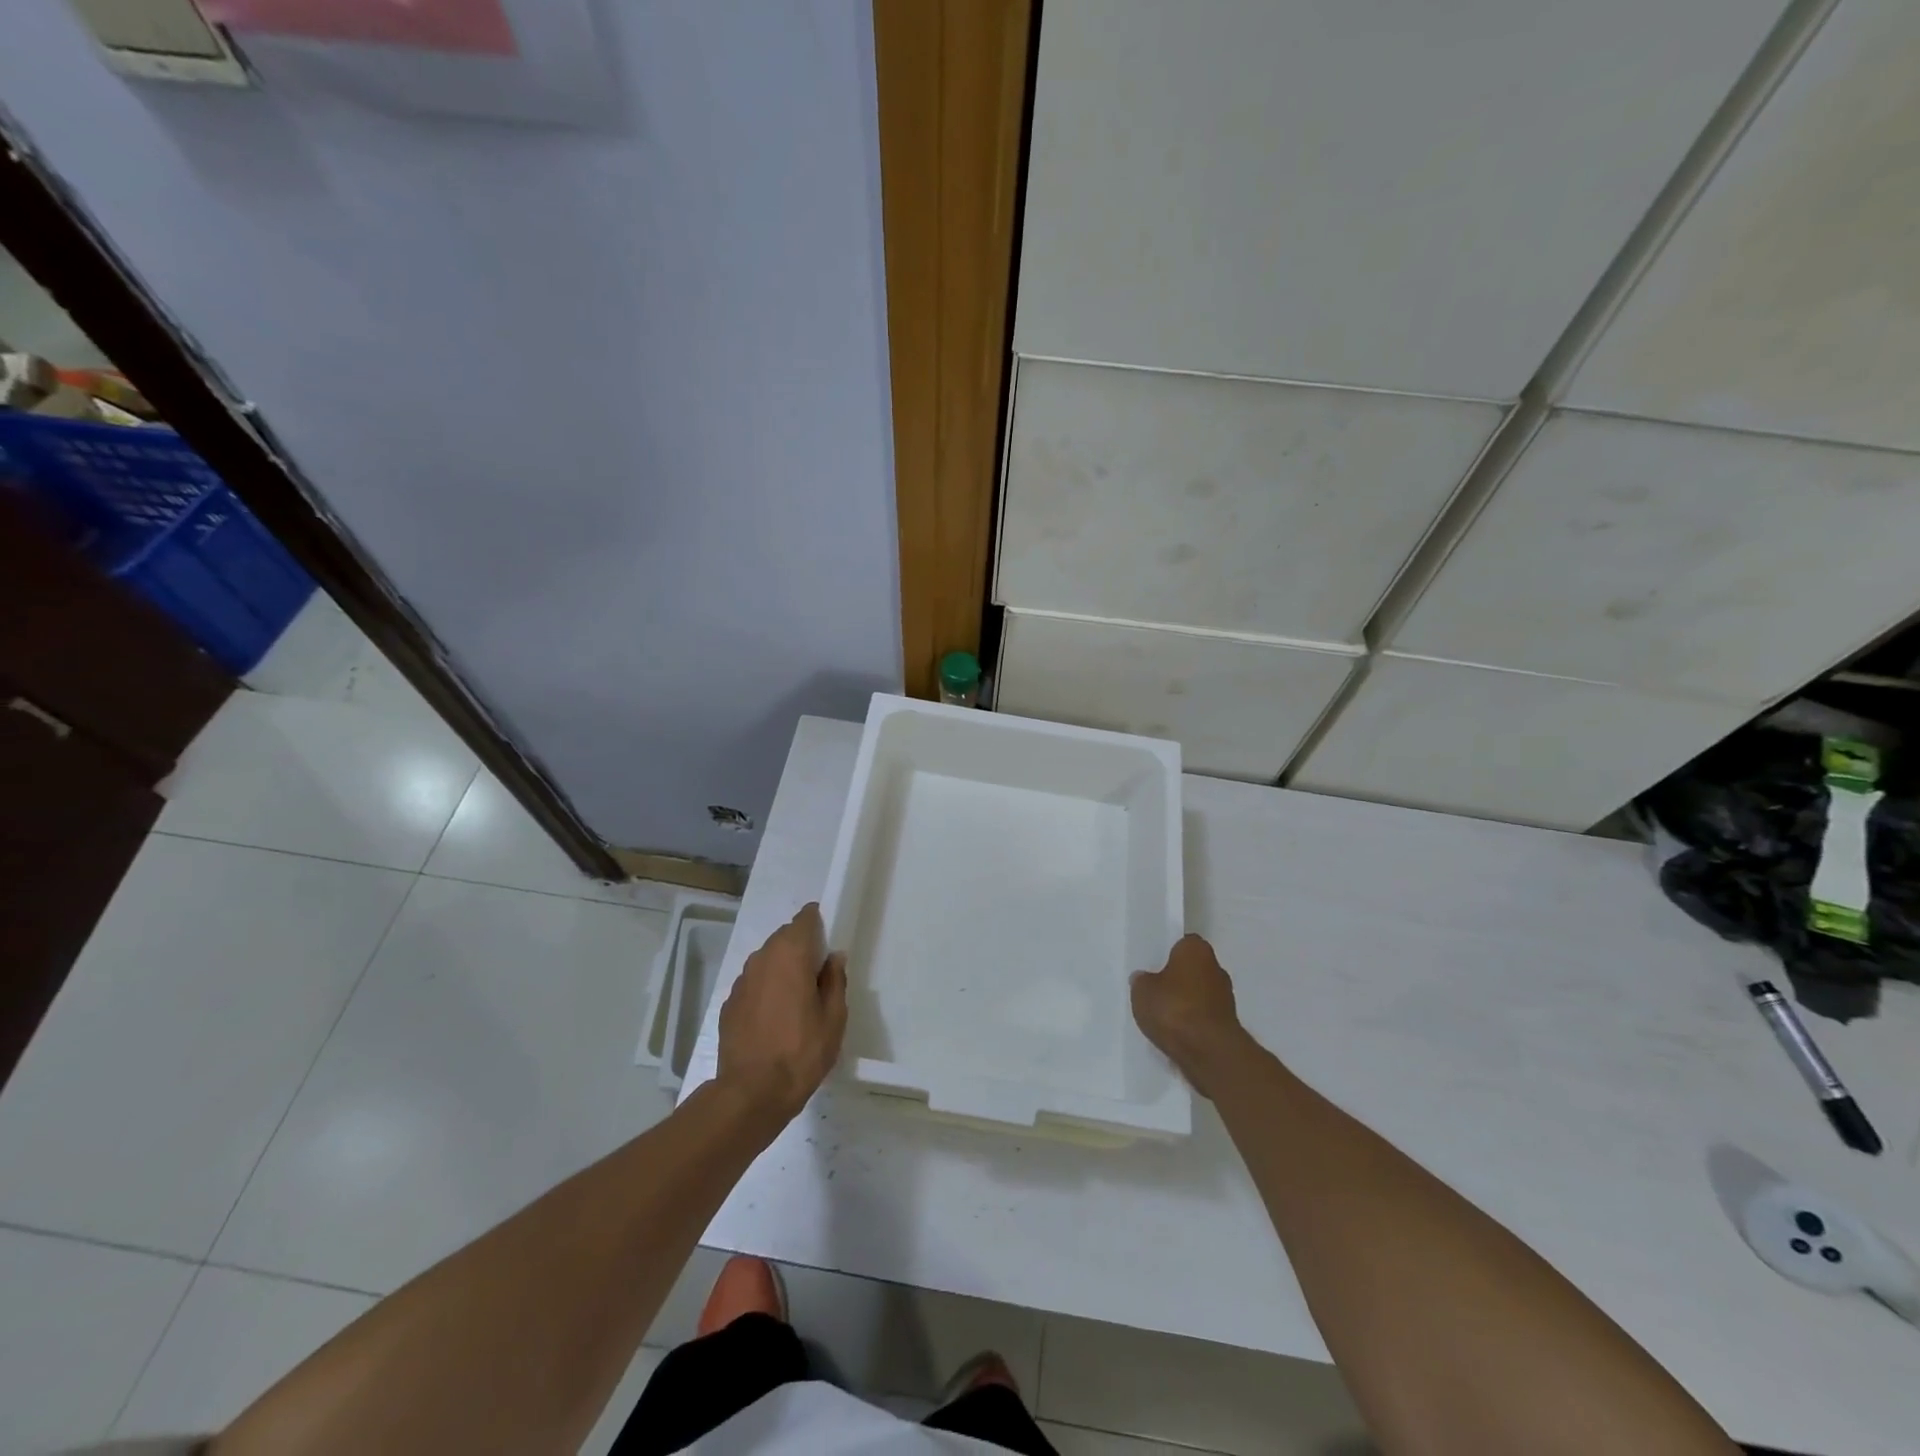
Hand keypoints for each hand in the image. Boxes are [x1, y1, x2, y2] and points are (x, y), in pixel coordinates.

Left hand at [716, 903, 847, 1124]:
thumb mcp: (833, 1018)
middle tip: (817, 975)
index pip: (804, 919)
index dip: (817, 923)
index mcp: (790, 955)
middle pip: (784, 938)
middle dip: (801, 947)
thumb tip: (833, 957)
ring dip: (782, 969)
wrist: (751, 1093)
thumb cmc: (801, 1052)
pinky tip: (775, 1018)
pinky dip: (766, 990)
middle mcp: (762, 959)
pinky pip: (753, 984)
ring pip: (766, 961)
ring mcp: (741, 981)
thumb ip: (835, 981)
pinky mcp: (729, 1004)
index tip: (828, 940)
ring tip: (797, 999)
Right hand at [1131, 934, 1252, 1099]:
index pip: (1183, 943)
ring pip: (1199, 994)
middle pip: (1193, 969)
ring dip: (1186, 1003)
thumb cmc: (1174, 1009)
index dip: (1168, 953)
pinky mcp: (1228, 1025)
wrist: (1209, 1052)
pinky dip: (1192, 1023)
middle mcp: (1216, 968)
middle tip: (1155, 990)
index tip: (1154, 965)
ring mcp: (1226, 998)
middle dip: (1177, 979)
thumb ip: (1142, 981)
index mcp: (1196, 949)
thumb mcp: (1141, 991)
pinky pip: (1203, 1017)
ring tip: (1162, 1017)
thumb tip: (1144, 978)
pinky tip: (1175, 1034)